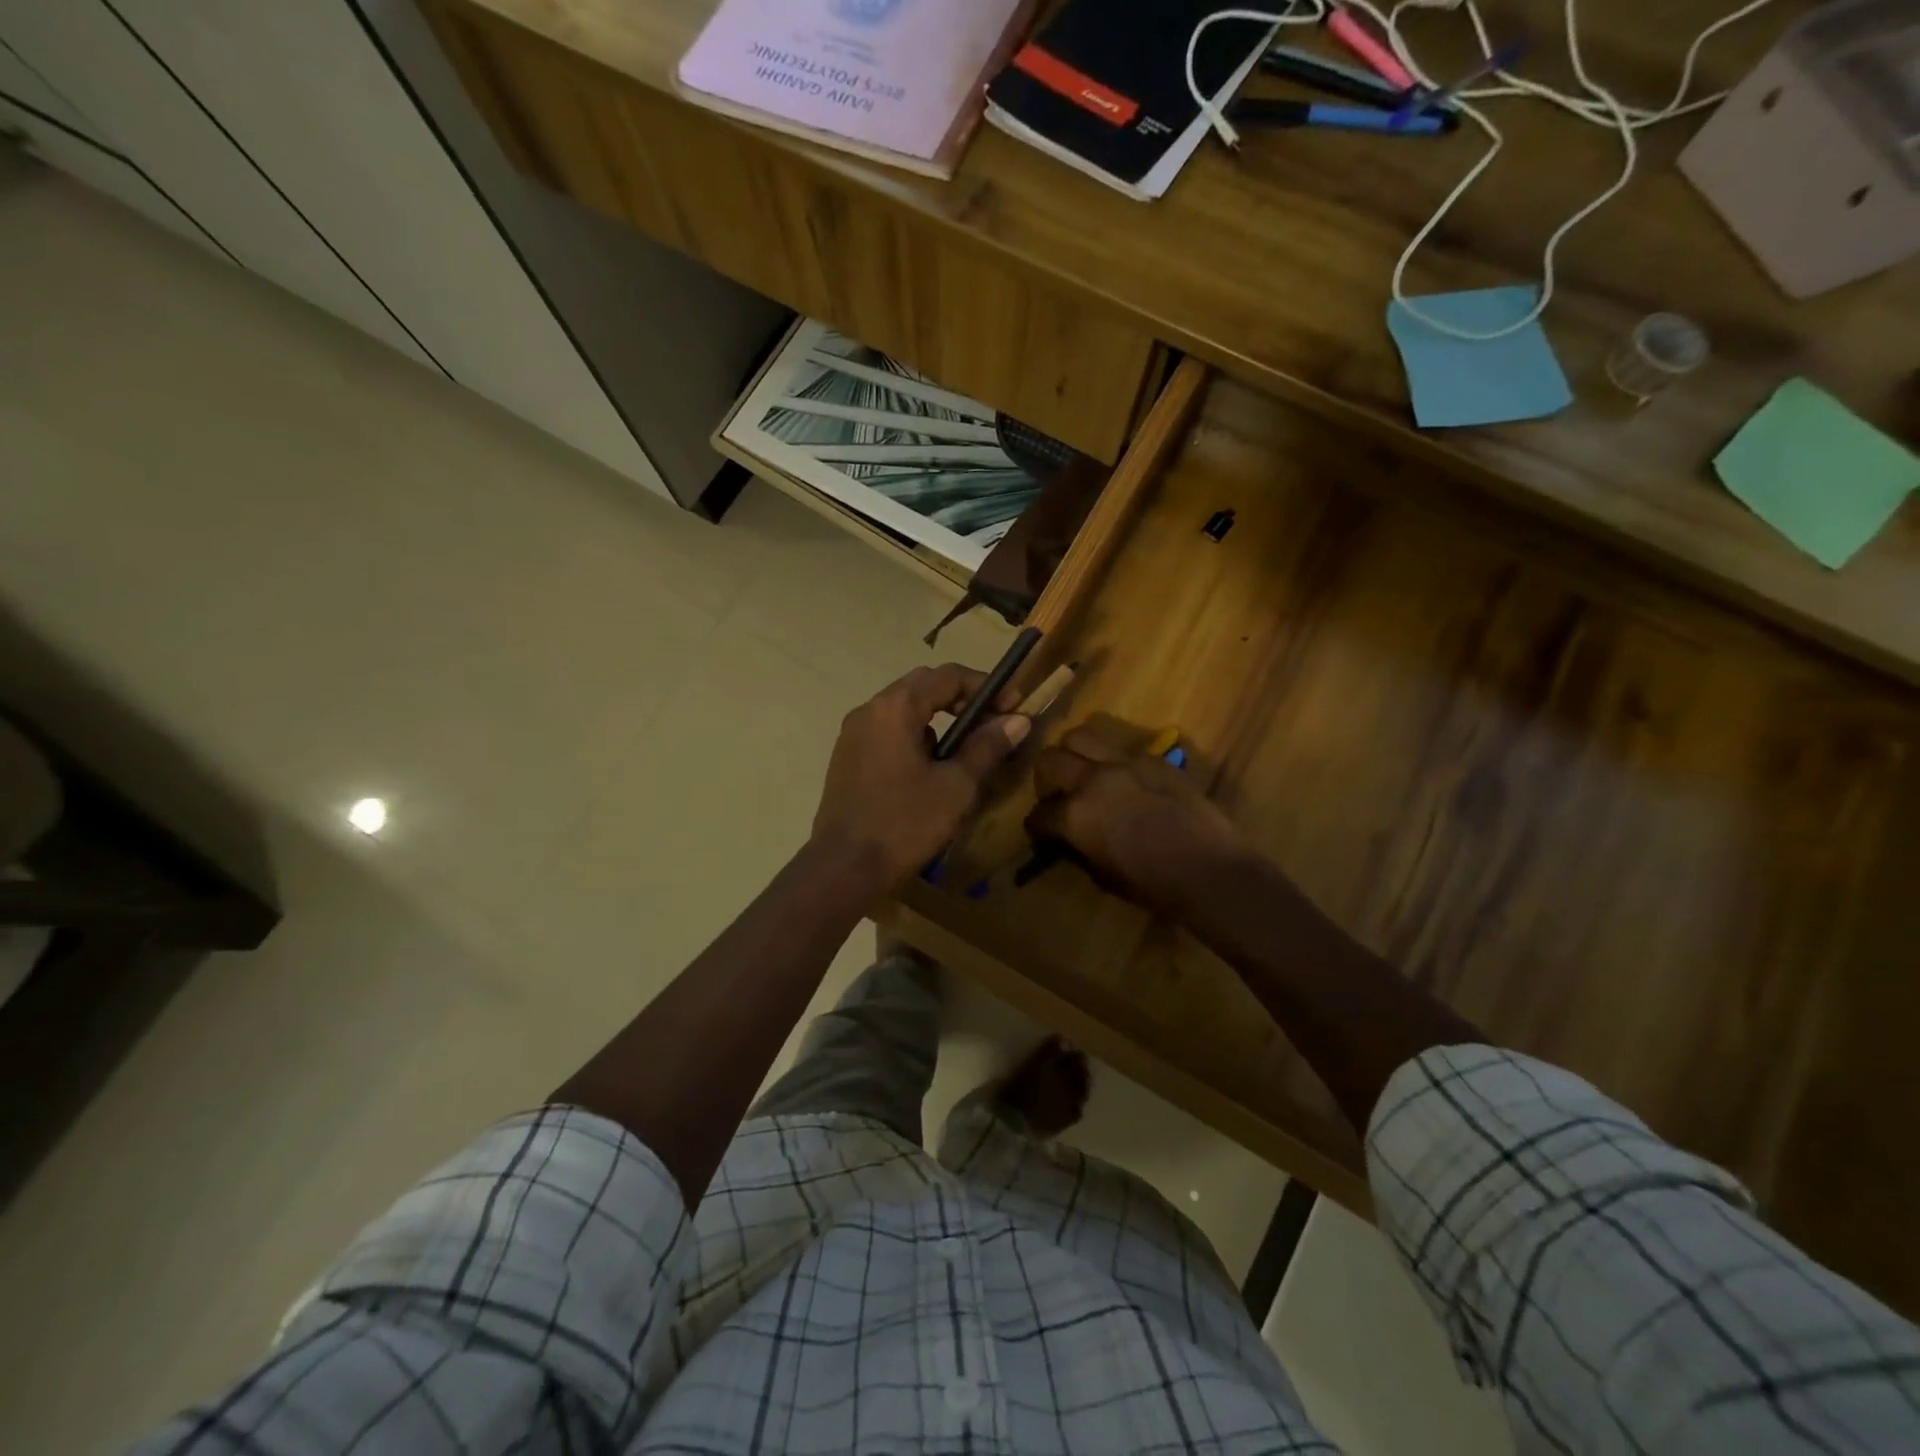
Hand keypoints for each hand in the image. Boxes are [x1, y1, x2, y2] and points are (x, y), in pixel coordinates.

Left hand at [813, 664, 1030, 888]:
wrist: (843, 868)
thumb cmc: (904, 823)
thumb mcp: (956, 786)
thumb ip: (987, 747)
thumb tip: (1018, 720)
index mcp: (895, 707)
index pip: (948, 676)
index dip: (986, 687)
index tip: (1014, 707)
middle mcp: (869, 710)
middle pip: (923, 687)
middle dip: (962, 700)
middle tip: (993, 724)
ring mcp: (853, 734)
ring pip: (904, 711)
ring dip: (939, 721)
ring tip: (965, 752)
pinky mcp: (847, 758)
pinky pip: (888, 733)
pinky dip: (916, 738)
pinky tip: (930, 772)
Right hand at [1029, 725, 1249, 914]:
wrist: (1211, 871)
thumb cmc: (1154, 886)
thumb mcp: (1102, 875)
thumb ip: (1078, 848)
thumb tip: (1069, 839)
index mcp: (1075, 815)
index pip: (1038, 814)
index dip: (1037, 827)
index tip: (1042, 834)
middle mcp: (1091, 780)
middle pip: (1049, 761)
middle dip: (1046, 781)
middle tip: (1058, 797)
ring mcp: (1123, 763)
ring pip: (1079, 737)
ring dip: (1072, 755)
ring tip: (1083, 773)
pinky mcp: (1152, 757)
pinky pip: (1119, 748)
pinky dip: (1110, 760)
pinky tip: (1122, 780)